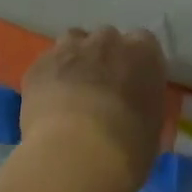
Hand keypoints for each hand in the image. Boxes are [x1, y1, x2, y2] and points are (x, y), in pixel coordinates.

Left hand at [21, 28, 165, 191]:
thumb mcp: (152, 127)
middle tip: (102, 87)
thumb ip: (144, 105)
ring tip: (72, 89)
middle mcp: (107, 41)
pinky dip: (49, 76)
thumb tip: (135, 110)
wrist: (79, 153)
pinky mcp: (39, 64)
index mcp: (144, 53)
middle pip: (106, 38)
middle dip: (104, 56)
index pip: (144, 42)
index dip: (135, 61)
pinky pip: (47, 63)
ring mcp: (70, 49)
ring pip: (73, 42)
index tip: (132, 81)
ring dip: (75, 58)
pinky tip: (49, 103)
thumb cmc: (129, 146)